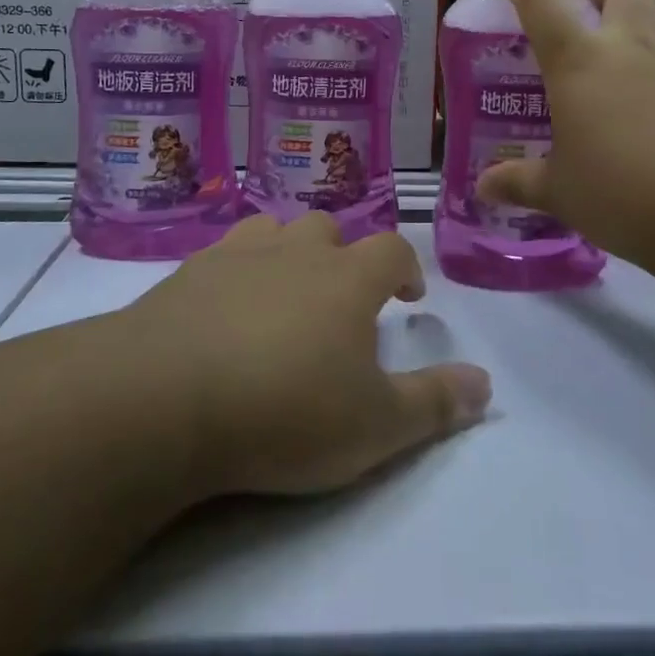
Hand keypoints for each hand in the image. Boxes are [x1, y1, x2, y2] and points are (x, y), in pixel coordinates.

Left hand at [125, 213, 491, 497]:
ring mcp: (239, 254)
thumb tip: (487, 383)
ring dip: (289, 252)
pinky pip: (225, 251)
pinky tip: (226, 305)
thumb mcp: (375, 426)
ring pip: (276, 229)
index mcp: (347, 278)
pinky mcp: (190, 271)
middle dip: (344, 256)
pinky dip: (238, 268)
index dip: (406, 268)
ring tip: (285, 293)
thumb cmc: (285, 409)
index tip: (409, 296)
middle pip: (330, 229)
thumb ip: (436, 403)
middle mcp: (296, 251)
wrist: (166, 395)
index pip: (391, 249)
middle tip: (342, 300)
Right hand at [475, 0, 654, 263]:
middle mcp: (629, 47)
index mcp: (579, 60)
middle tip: (582, 29)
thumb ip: (520, 182)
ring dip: (630, 47)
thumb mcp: (561, 193)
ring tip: (613, 103)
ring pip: (652, 29)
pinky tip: (652, 134)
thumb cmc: (625, 193)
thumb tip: (485, 187)